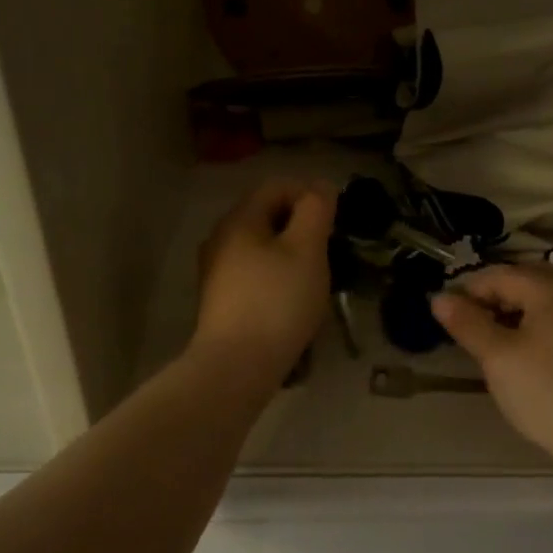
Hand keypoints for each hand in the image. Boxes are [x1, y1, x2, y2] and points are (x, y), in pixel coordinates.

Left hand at [191, 179, 335, 385]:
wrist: (236, 366)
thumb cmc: (277, 301)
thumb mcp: (306, 249)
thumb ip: (315, 211)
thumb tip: (319, 187)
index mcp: (239, 219)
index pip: (277, 186)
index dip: (310, 194)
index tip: (336, 220)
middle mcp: (221, 238)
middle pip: (267, 216)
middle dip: (302, 226)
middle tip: (329, 250)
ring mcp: (216, 271)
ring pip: (261, 247)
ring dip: (291, 253)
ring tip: (316, 277)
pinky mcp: (220, 300)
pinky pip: (254, 273)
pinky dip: (277, 276)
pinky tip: (293, 300)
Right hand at [432, 266, 552, 467]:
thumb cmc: (545, 392)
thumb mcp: (497, 357)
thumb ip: (467, 323)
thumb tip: (439, 298)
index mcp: (552, 291)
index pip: (502, 274)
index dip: (470, 290)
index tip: (448, 317)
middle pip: (526, 280)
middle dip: (494, 296)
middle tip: (469, 325)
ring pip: (543, 300)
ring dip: (513, 310)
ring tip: (490, 340)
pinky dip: (533, 324)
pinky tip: (520, 352)